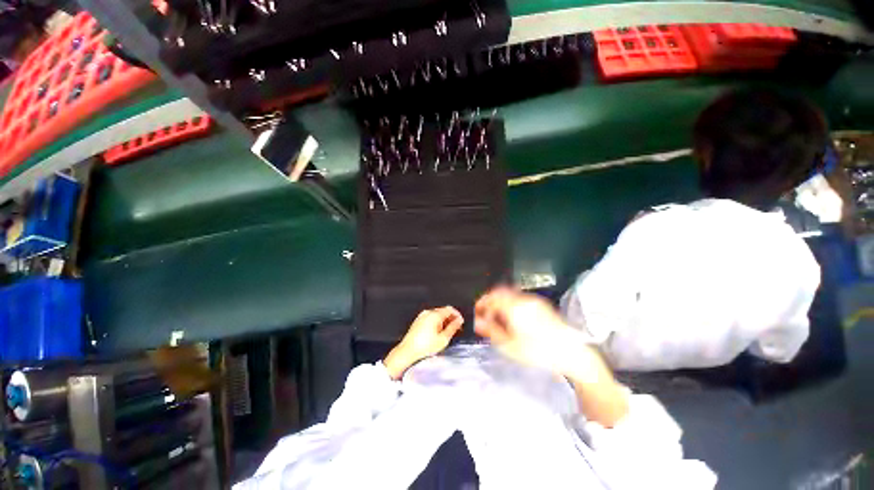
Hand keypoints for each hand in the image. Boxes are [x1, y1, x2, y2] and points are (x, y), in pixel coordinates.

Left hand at [384, 307, 463, 379]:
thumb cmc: (425, 346)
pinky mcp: (418, 321)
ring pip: (437, 315)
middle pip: (443, 311)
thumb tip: (459, 321)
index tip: (461, 322)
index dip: (457, 314)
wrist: (407, 351)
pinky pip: (430, 318)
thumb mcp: (443, 338)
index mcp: (435, 315)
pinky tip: (437, 333)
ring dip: (444, 321)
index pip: (450, 309)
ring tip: (447, 332)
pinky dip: (436, 322)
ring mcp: (422, 316)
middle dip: (451, 318)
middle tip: (456, 328)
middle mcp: (428, 312)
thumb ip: (453, 327)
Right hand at [474, 287, 578, 372]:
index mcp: (514, 308)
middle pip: (500, 291)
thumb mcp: (511, 346)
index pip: (492, 298)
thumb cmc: (539, 352)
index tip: (477, 311)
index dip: (482, 303)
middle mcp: (523, 299)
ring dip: (501, 301)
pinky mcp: (541, 303)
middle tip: (486, 313)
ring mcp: (533, 300)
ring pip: (510, 293)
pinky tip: (513, 316)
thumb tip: (478, 322)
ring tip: (499, 317)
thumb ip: (492, 331)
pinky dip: (511, 302)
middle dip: (490, 300)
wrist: (571, 352)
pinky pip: (519, 297)